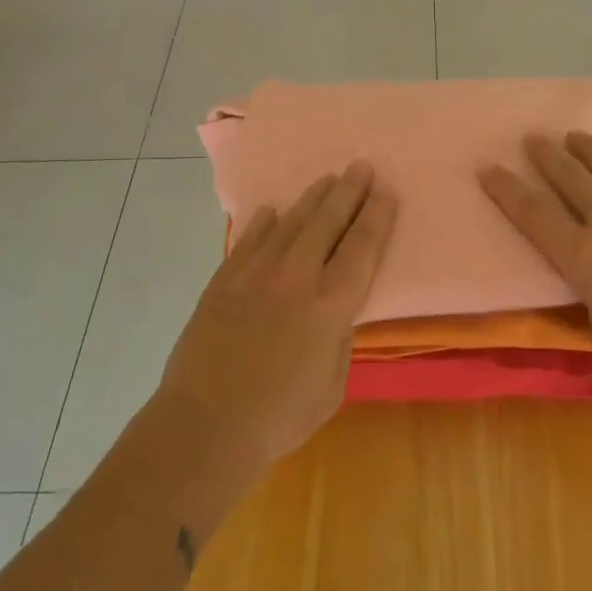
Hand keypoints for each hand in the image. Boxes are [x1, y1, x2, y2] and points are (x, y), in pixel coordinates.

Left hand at [158, 162, 395, 474]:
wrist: (205, 424)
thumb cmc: (278, 417)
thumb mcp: (332, 387)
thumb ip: (339, 341)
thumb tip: (334, 315)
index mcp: (330, 306)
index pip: (361, 249)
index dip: (376, 217)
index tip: (386, 191)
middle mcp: (295, 278)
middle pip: (327, 223)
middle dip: (348, 192)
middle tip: (361, 166)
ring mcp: (255, 274)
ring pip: (290, 223)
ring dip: (312, 199)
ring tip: (327, 179)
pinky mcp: (224, 280)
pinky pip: (249, 240)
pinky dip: (263, 223)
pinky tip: (272, 211)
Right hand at [479, 133, 591, 408]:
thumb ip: (590, 298)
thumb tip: (591, 282)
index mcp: (584, 259)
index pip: (534, 215)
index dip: (507, 189)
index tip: (488, 167)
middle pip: (572, 179)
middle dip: (547, 156)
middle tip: (533, 138)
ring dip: (589, 151)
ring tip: (575, 137)